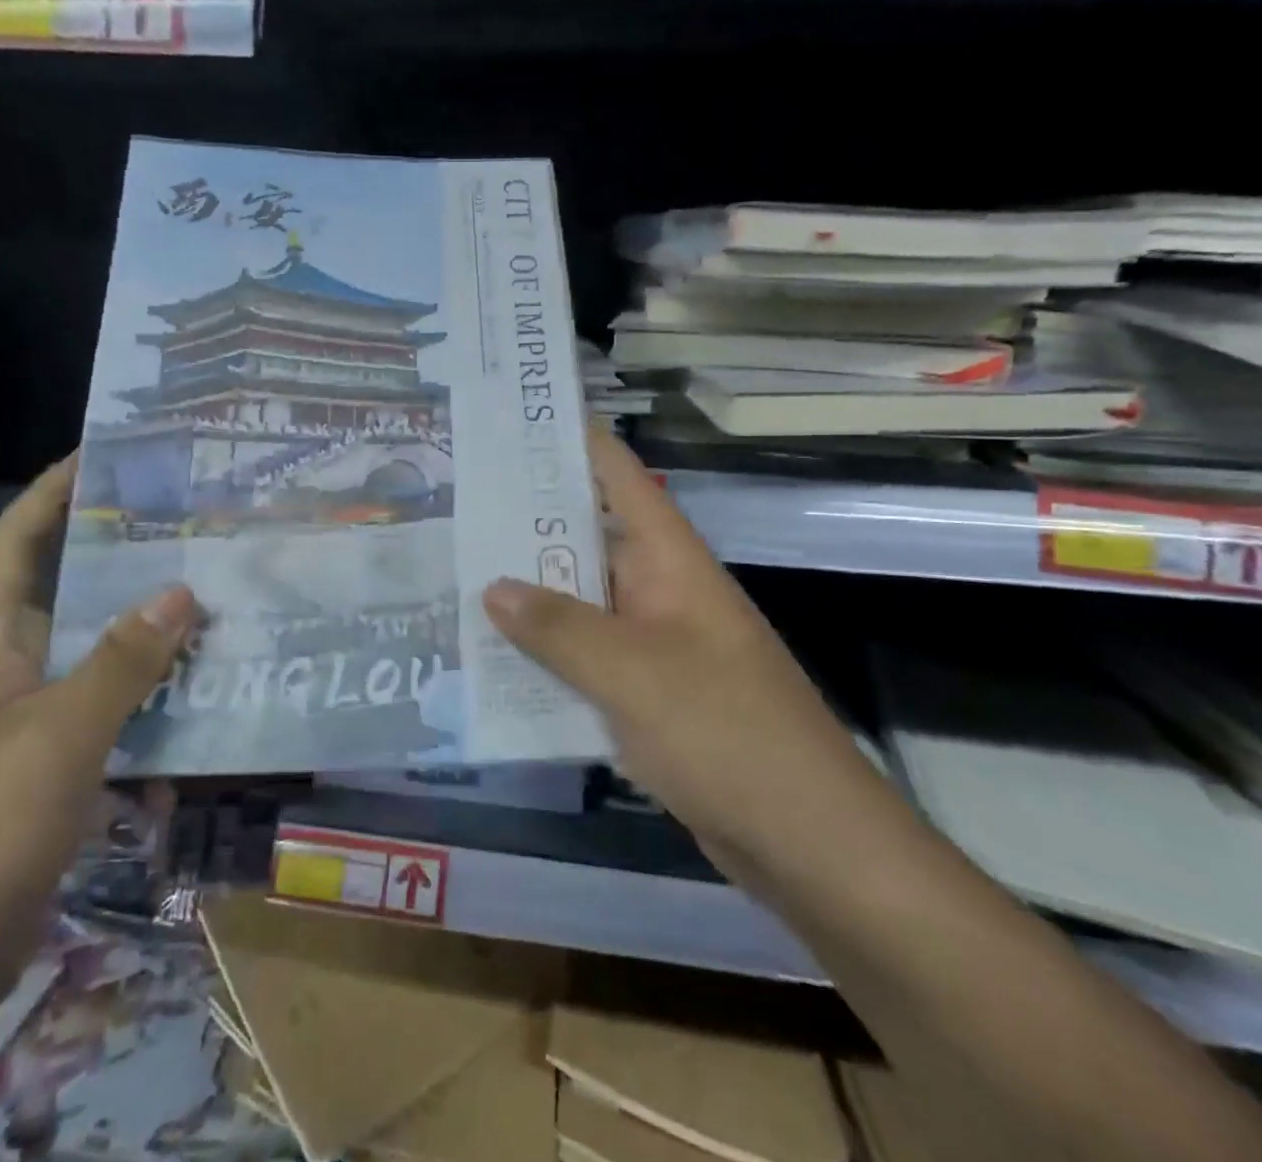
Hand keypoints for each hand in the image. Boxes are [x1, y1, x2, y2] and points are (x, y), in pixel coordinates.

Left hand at [0, 454, 197, 1052]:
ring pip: (101, 650)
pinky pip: (115, 708)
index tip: (110, 454)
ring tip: (219, 595)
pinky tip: (208, 692)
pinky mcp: (55, 763)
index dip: (55, 491)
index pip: (17, 541)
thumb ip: (123, 661)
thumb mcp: (57, 736)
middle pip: (71, 589)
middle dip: (127, 555)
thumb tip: (181, 591)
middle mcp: (8, 665)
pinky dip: (155, 696)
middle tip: (196, 525)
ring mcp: (31, 717)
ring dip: (152, 628)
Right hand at [482, 428, 859, 849]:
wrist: (806, 840)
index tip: (514, 421)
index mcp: (669, 561)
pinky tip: (494, 660)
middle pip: (588, 540)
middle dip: (527, 526)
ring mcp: (654, 645)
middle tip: (455, 508)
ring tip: (456, 576)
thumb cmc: (725, 732)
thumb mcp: (632, 672)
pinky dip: (547, 656)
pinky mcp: (647, 695)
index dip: (573, 441)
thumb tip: (493, 587)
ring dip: (530, 598)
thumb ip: (559, 628)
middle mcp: (660, 591)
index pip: (619, 477)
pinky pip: (587, 660)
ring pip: (581, 604)